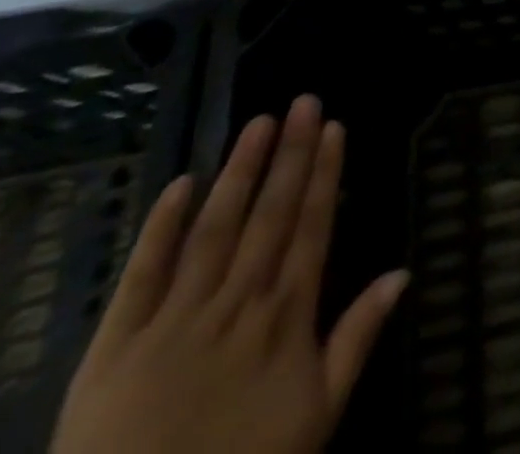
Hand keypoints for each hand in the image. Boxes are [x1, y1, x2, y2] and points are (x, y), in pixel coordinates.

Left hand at [53, 97, 408, 453]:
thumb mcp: (316, 417)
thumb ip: (357, 339)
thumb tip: (402, 272)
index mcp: (284, 316)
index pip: (311, 227)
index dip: (324, 174)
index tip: (333, 127)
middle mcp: (237, 302)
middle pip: (270, 215)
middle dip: (290, 154)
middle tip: (304, 102)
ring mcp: (175, 318)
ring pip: (215, 228)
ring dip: (240, 171)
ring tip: (259, 122)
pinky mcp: (116, 344)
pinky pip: (142, 275)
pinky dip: (161, 227)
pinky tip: (182, 183)